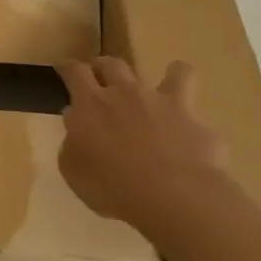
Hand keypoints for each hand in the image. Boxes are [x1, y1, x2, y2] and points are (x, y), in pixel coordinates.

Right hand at [56, 57, 227, 231]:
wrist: (173, 196)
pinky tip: (192, 132)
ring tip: (165, 86)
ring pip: (173, 72)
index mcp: (91, 104)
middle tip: (101, 80)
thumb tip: (77, 128)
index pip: (74, 71)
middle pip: (113, 64)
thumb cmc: (111, 186)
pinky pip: (198, 112)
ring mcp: (164, 103)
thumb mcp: (73, 170)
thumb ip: (73, 144)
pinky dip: (193, 117)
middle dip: (104, 67)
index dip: (67, 67)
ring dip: (167, 75)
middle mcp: (126, 93)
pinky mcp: (196, 122)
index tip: (62, 68)